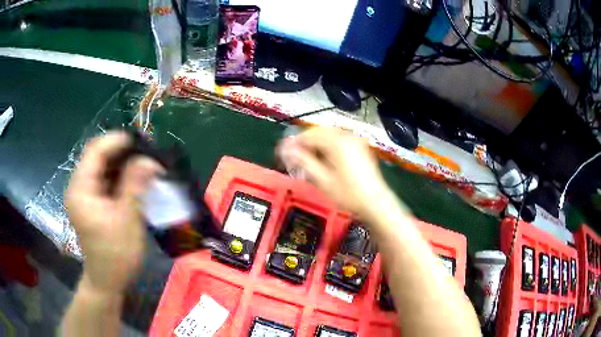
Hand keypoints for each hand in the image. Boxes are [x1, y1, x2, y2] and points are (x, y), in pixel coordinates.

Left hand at [66, 132, 162, 294]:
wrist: (107, 281)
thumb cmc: (116, 255)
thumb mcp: (128, 219)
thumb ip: (135, 185)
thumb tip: (150, 159)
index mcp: (81, 189)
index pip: (95, 151)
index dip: (117, 141)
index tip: (142, 141)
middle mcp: (78, 186)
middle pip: (97, 156)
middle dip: (122, 152)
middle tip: (146, 154)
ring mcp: (83, 194)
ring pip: (102, 167)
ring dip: (122, 164)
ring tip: (143, 166)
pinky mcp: (90, 202)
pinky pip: (104, 180)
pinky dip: (119, 176)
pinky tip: (134, 181)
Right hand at [277, 127, 391, 220]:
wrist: (375, 203)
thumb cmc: (348, 194)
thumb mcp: (322, 179)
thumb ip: (303, 161)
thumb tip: (285, 149)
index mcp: (337, 141)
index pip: (308, 135)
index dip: (293, 144)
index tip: (282, 154)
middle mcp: (346, 135)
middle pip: (318, 134)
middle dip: (304, 145)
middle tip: (293, 160)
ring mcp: (355, 141)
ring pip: (328, 137)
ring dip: (315, 147)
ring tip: (306, 163)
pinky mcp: (359, 148)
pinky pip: (338, 142)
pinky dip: (327, 149)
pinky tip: (322, 162)